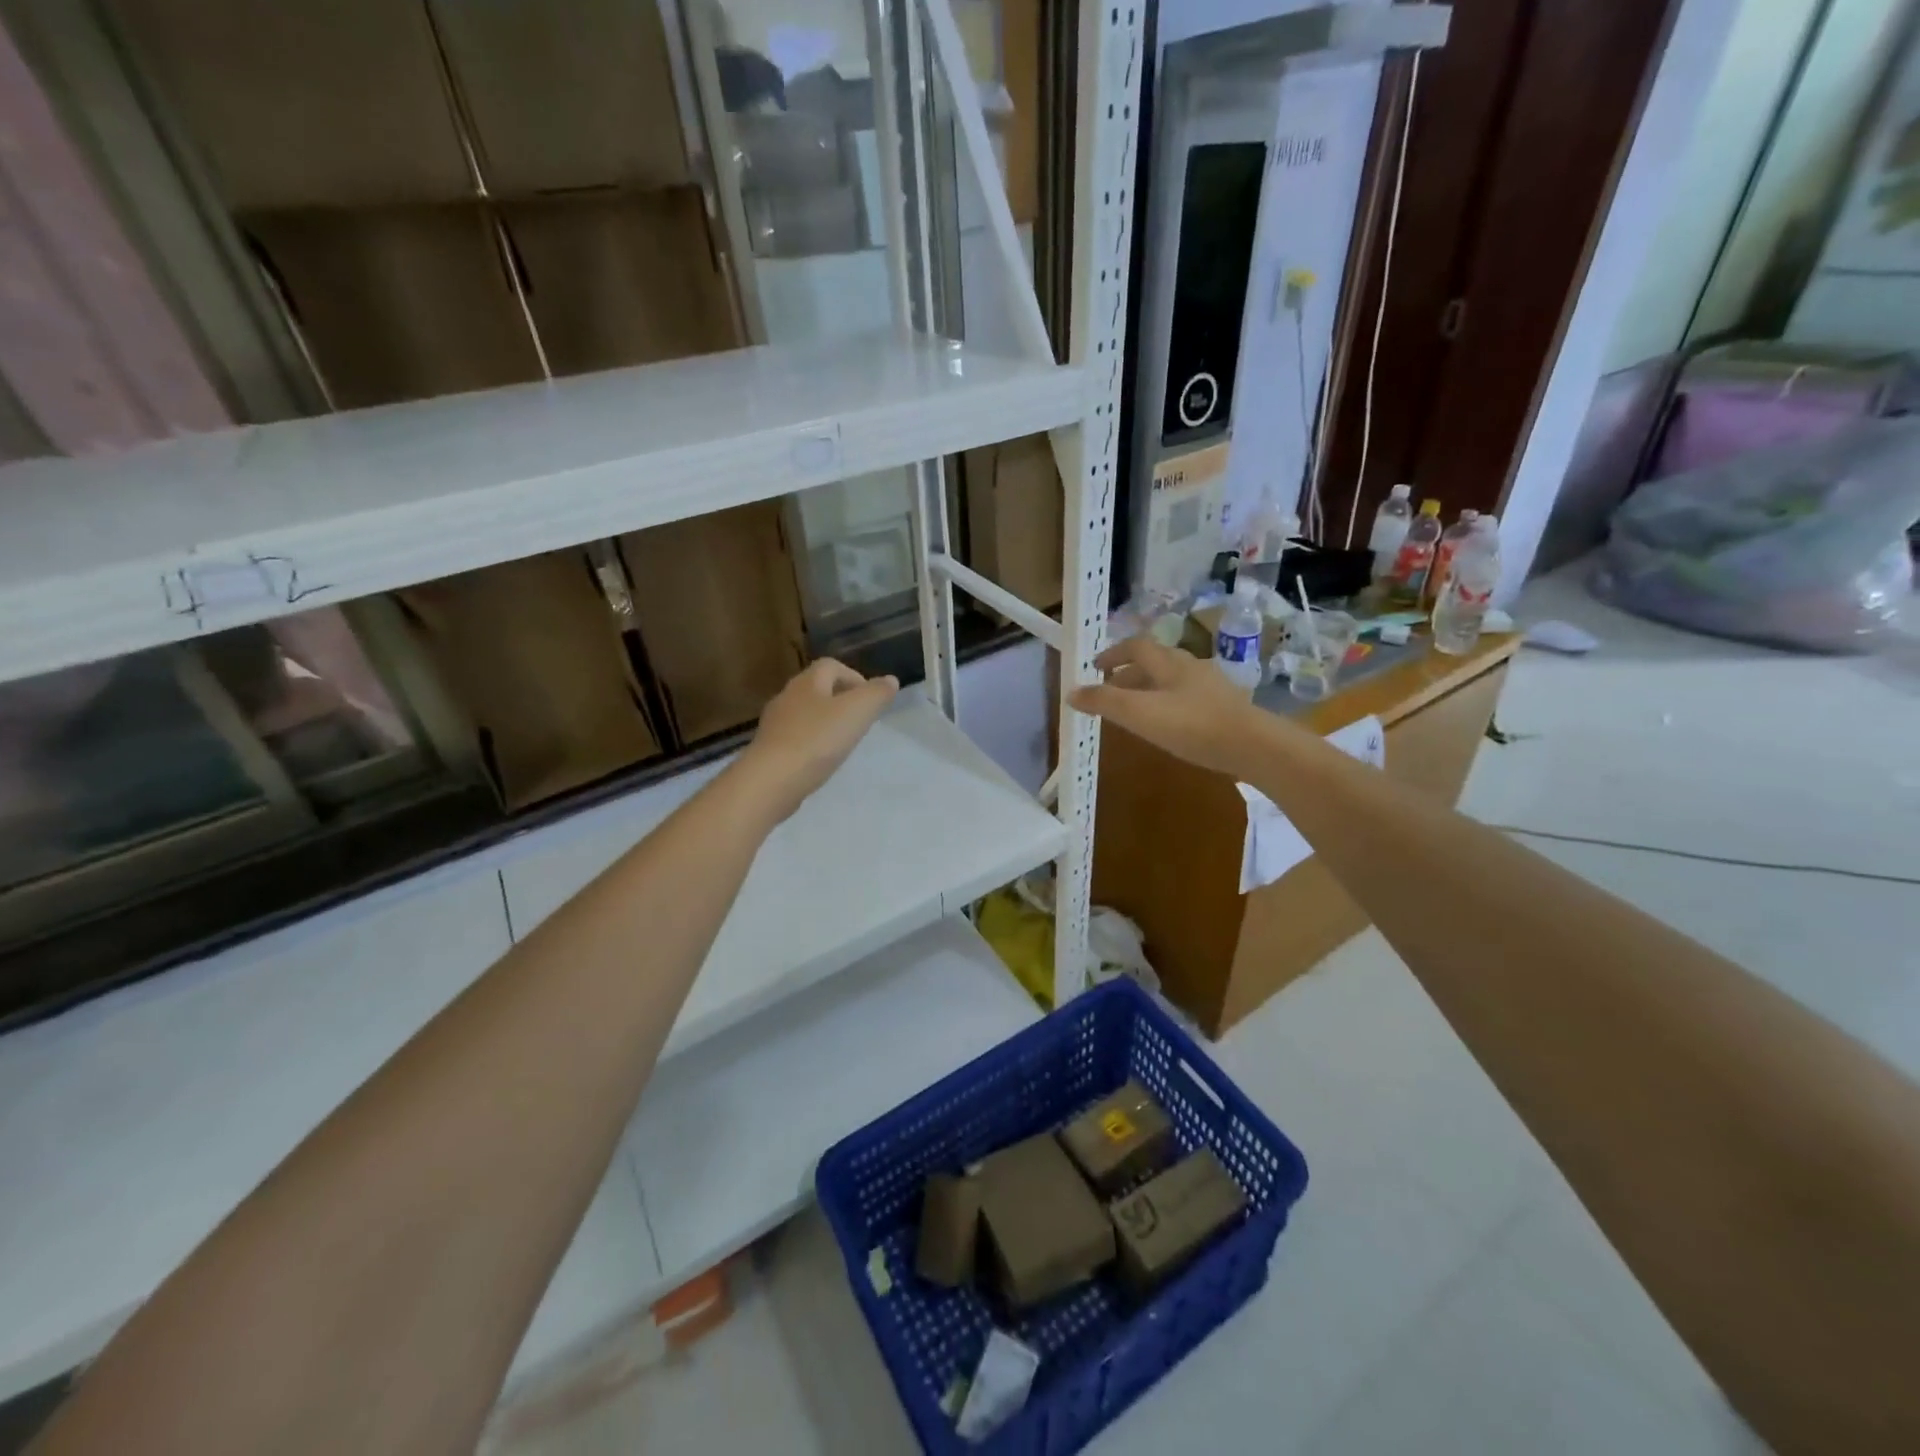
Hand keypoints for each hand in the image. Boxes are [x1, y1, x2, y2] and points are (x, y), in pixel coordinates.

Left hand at [735, 658, 898, 822]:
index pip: (831, 665)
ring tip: (843, 742)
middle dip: (840, 699)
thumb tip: (890, 680)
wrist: (772, 779)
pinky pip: (795, 737)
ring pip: (805, 714)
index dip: (854, 677)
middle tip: (860, 720)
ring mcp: (774, 724)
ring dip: (825, 722)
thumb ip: (877, 694)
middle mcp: (787, 696)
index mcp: (808, 682)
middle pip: (816, 688)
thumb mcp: (857, 712)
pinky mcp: (769, 749)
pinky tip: (821, 760)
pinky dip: (811, 743)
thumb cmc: (818, 739)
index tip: (870, 699)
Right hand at [1068, 636, 1273, 777]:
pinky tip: (1170, 724)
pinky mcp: (1226, 707)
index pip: (1136, 646)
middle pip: (1155, 661)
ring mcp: (1212, 686)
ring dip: (1150, 688)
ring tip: (1136, 709)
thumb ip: (1104, 702)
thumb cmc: (1192, 725)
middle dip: (1129, 672)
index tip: (1095, 667)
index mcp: (1169, 662)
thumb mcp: (1139, 714)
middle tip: (1110, 690)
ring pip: (1173, 679)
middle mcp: (1191, 667)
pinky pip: (1189, 697)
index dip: (1113, 653)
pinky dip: (1170, 703)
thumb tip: (1071, 692)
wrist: (1253, 746)